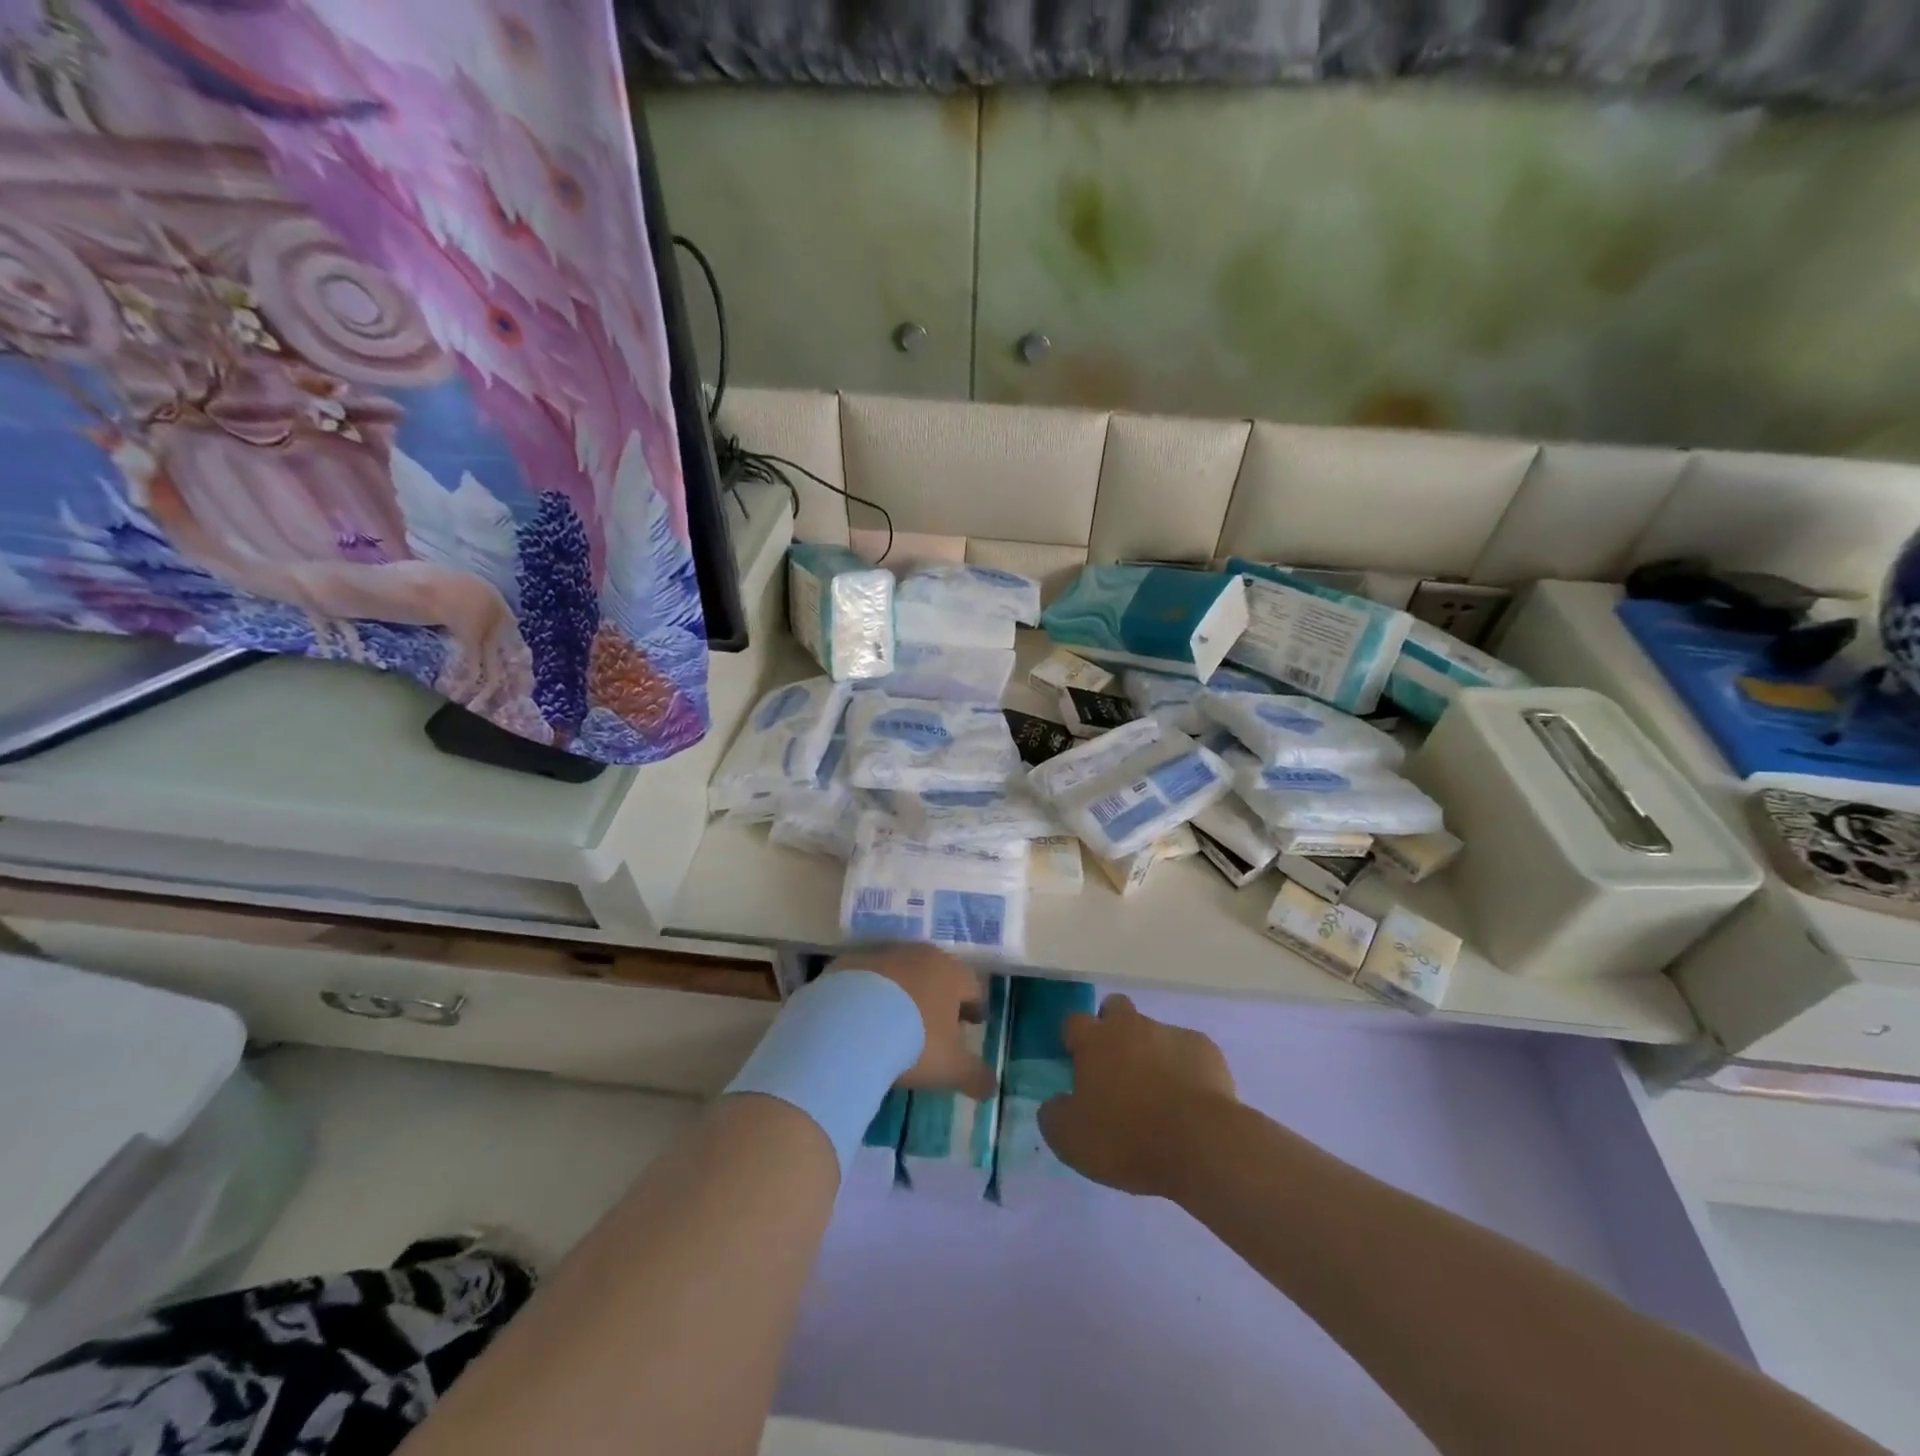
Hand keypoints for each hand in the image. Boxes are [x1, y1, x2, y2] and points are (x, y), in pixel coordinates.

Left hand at [821, 945, 995, 1099]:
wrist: (848, 1025)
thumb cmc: (912, 1041)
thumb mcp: (951, 1067)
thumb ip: (975, 1075)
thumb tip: (992, 1087)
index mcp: (950, 973)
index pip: (971, 986)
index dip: (975, 1006)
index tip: (974, 1022)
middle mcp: (918, 955)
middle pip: (936, 973)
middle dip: (939, 996)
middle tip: (936, 1022)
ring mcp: (881, 955)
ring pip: (900, 972)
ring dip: (903, 992)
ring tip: (895, 1021)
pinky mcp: (848, 963)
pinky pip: (866, 978)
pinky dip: (869, 994)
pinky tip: (862, 1017)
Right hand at [1038, 993, 1236, 1197]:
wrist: (1202, 1144)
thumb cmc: (1128, 1139)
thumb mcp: (1071, 1140)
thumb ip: (1054, 1114)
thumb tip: (1055, 1102)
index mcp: (1095, 1040)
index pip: (1074, 1022)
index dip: (1073, 1040)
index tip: (1077, 1065)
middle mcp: (1131, 1026)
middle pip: (1115, 1009)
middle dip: (1112, 1028)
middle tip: (1115, 1068)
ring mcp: (1170, 1033)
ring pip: (1153, 1031)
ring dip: (1149, 1052)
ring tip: (1157, 1093)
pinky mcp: (1205, 1049)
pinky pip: (1187, 1051)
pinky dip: (1184, 1067)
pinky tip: (1188, 1099)